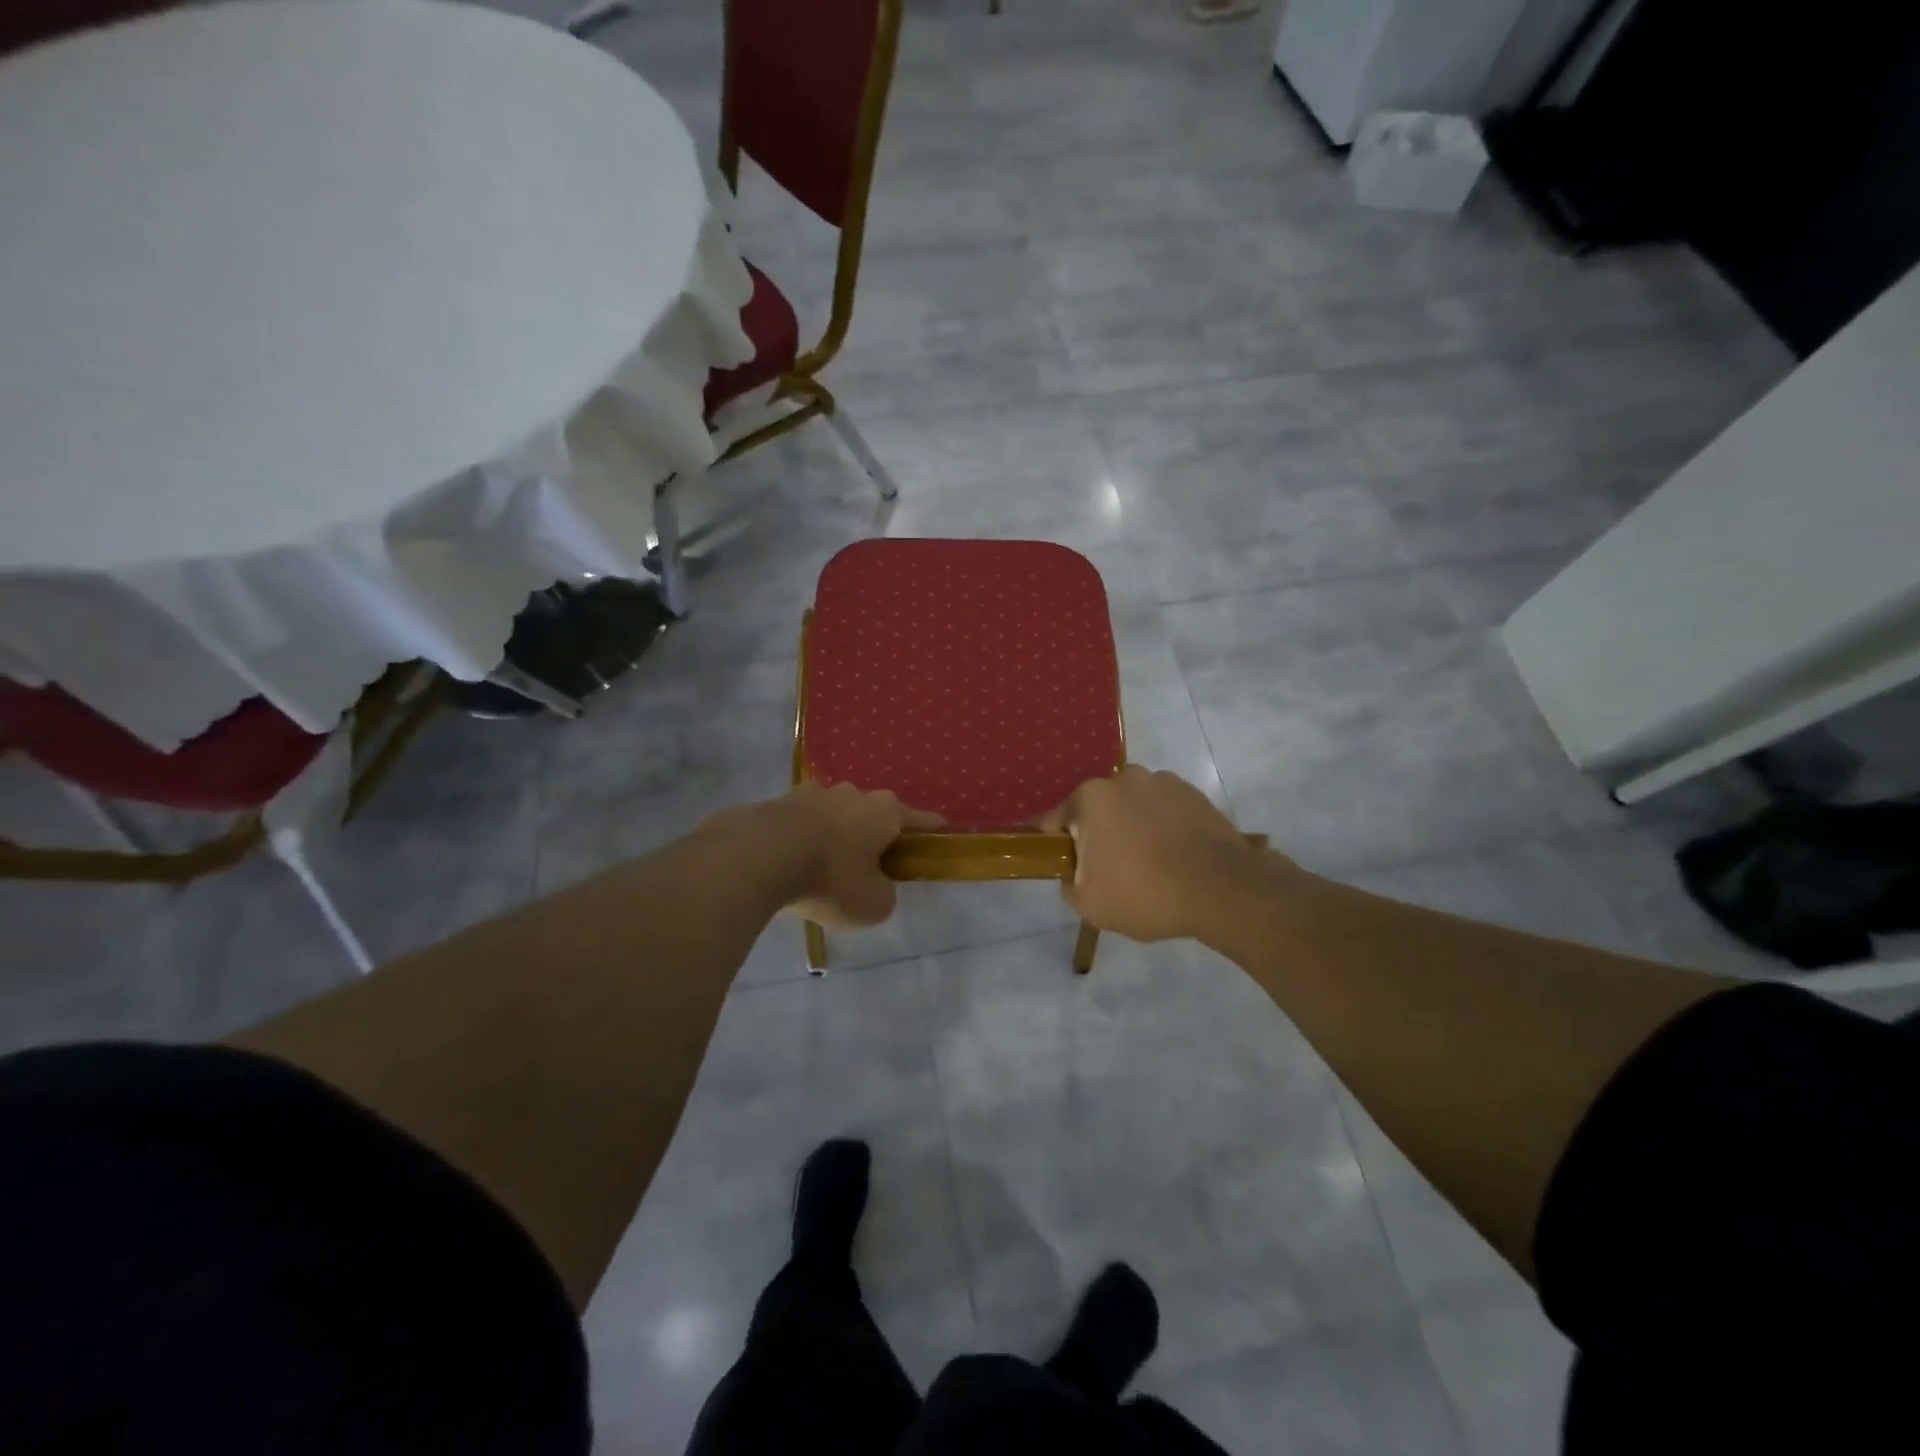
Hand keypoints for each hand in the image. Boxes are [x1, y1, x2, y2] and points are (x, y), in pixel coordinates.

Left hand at [767, 783, 942, 928]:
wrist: (759, 855)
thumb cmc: (830, 878)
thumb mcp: (873, 904)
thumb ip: (884, 894)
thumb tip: (876, 885)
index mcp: (885, 812)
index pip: (920, 820)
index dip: (932, 831)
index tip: (941, 836)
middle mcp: (854, 794)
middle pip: (875, 813)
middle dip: (876, 834)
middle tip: (873, 864)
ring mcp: (814, 793)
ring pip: (836, 814)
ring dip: (837, 834)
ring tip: (826, 865)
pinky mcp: (779, 802)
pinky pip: (802, 822)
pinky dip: (804, 839)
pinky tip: (794, 862)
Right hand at [1037, 766, 1276, 942]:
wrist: (1222, 890)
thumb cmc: (1146, 894)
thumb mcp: (1090, 905)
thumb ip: (1068, 885)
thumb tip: (1073, 873)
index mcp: (1090, 798)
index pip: (1055, 821)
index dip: (1054, 845)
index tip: (1060, 864)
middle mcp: (1123, 778)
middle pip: (1097, 810)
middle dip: (1098, 835)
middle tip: (1110, 872)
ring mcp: (1162, 781)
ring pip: (1132, 807)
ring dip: (1131, 828)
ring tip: (1149, 864)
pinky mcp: (1193, 792)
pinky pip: (1163, 809)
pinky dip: (1162, 826)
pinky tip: (1174, 856)